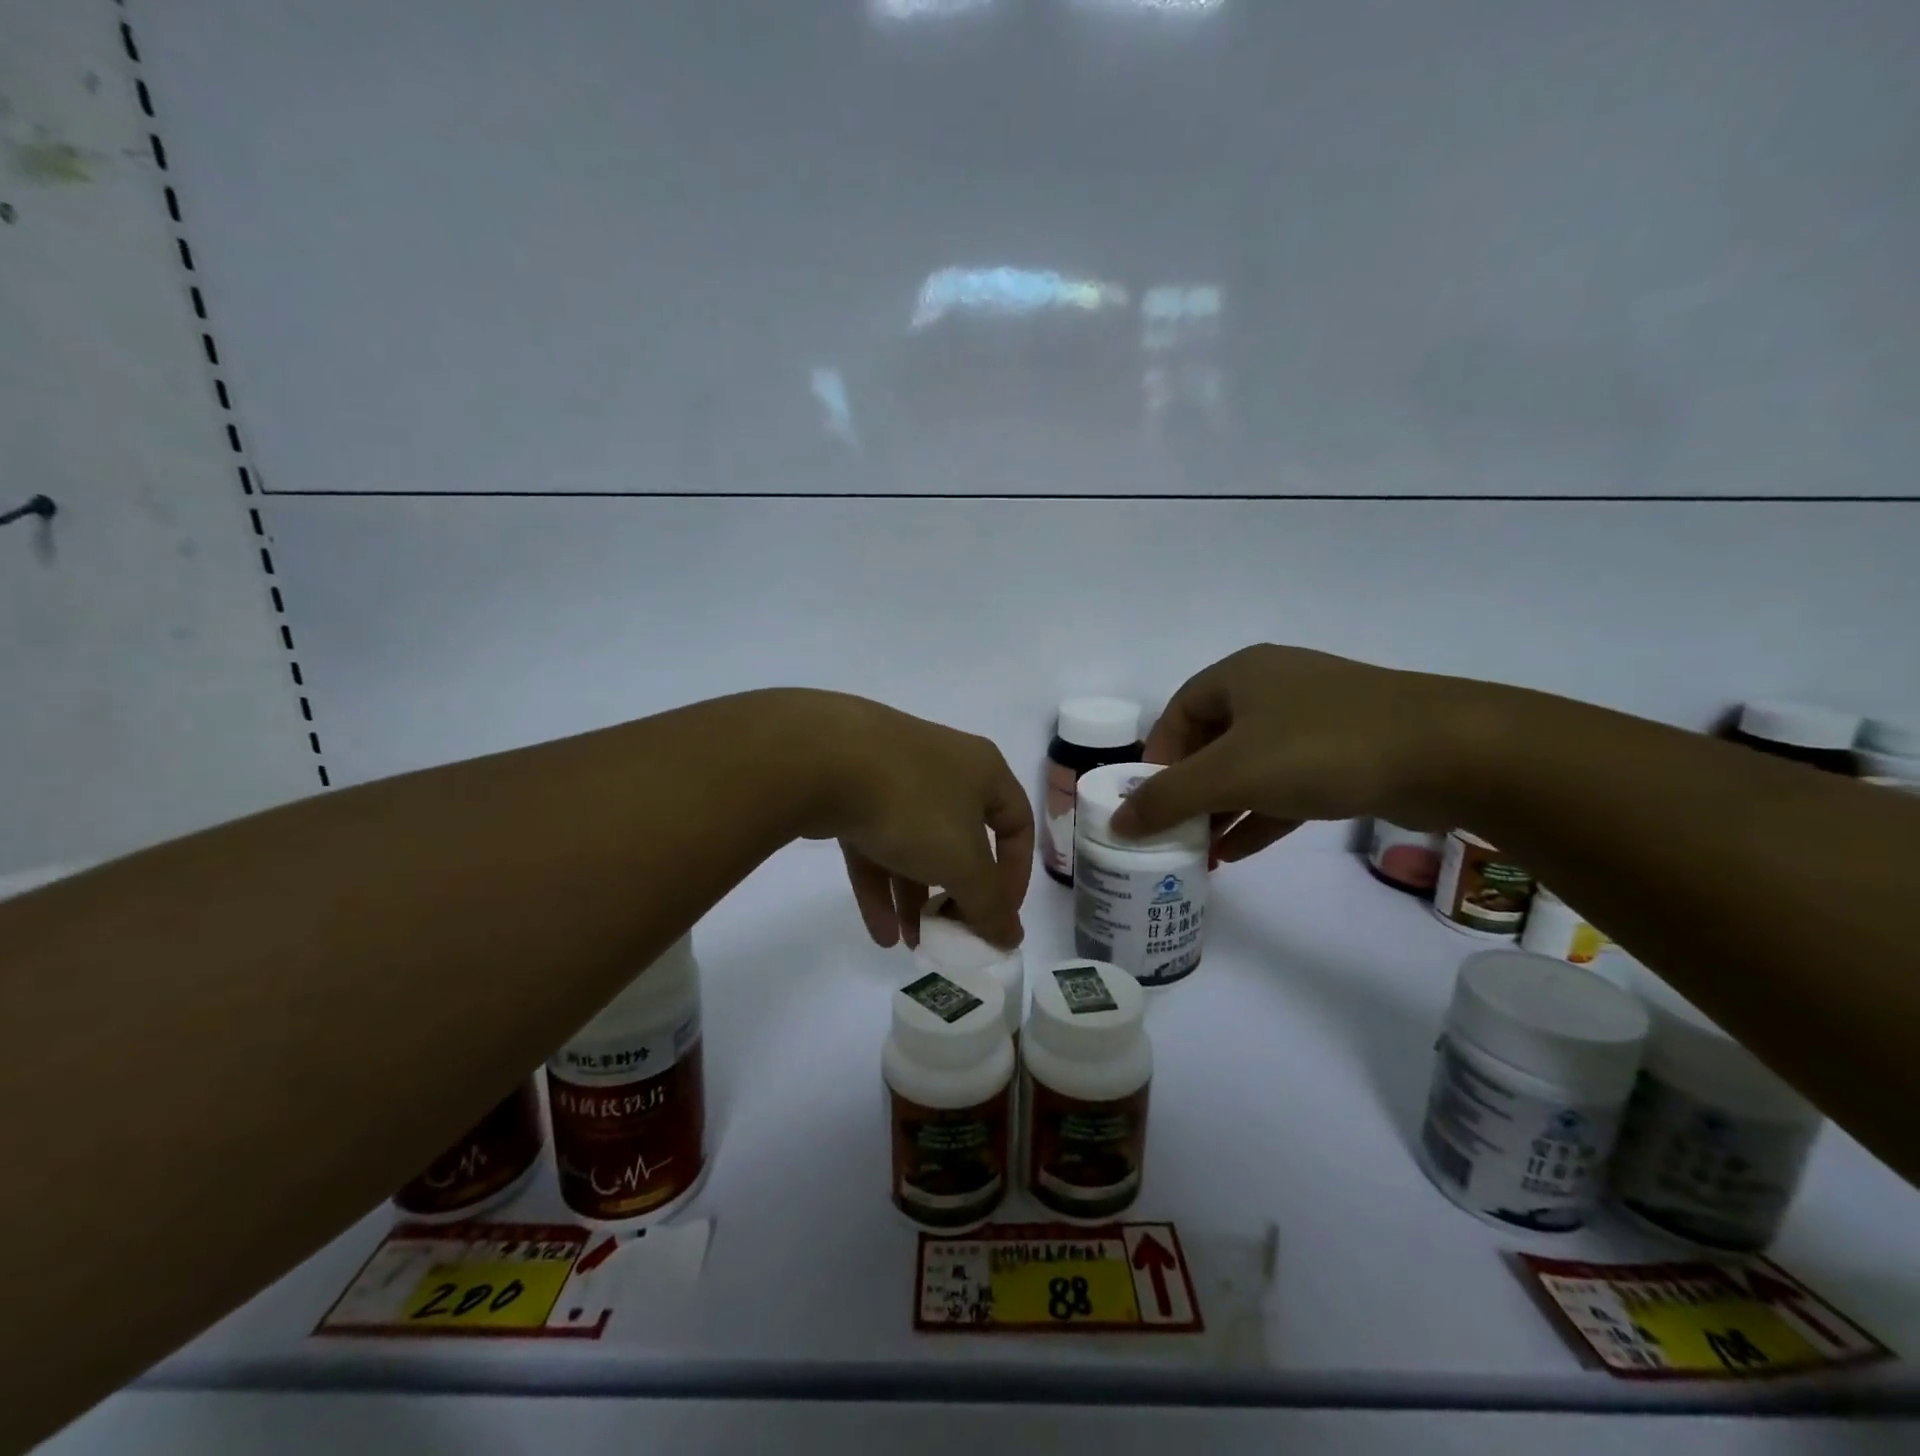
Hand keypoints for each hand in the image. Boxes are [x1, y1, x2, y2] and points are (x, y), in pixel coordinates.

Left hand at [789, 693, 1032, 950]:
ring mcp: (893, 776)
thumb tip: (1011, 938)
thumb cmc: (913, 805)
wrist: (821, 759)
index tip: (998, 917)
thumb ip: (990, 905)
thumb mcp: (963, 863)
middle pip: (962, 839)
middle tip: (950, 934)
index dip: (1015, 876)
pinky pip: (874, 844)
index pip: (1017, 825)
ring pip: (915, 844)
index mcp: (983, 771)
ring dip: (916, 897)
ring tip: (912, 944)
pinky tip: (880, 933)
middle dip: (957, 894)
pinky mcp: (850, 792)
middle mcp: (943, 767)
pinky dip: (880, 886)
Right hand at [1110, 645, 1477, 862]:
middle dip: (1188, 792)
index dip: (1155, 760)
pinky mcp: (1345, 752)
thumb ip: (1167, 798)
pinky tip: (1238, 853)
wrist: (1450, 752)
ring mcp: (1313, 720)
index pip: (1176, 715)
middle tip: (1172, 833)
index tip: (1147, 804)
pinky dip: (1260, 814)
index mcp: (1239, 675)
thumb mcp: (1230, 774)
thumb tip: (1115, 822)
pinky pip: (1286, 783)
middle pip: (1210, 743)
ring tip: (1199, 853)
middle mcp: (1272, 688)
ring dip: (1222, 809)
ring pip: (1249, 766)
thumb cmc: (1320, 748)